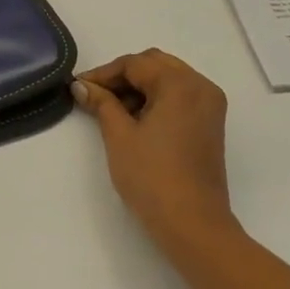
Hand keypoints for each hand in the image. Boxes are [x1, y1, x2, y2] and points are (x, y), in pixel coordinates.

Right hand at [71, 50, 239, 258]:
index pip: (135, 64)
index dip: (104, 73)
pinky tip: (136, 119)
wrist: (193, 224)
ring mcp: (210, 105)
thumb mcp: (119, 136)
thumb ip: (101, 103)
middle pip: (155, 65)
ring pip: (169, 79)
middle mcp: (200, 86)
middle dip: (123, 76)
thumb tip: (81, 85)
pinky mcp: (211, 123)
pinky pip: (180, 96)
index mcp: (180, 83)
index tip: (78, 87)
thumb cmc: (152, 177)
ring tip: (112, 109)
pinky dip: (157, 99)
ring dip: (140, 87)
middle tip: (94, 95)